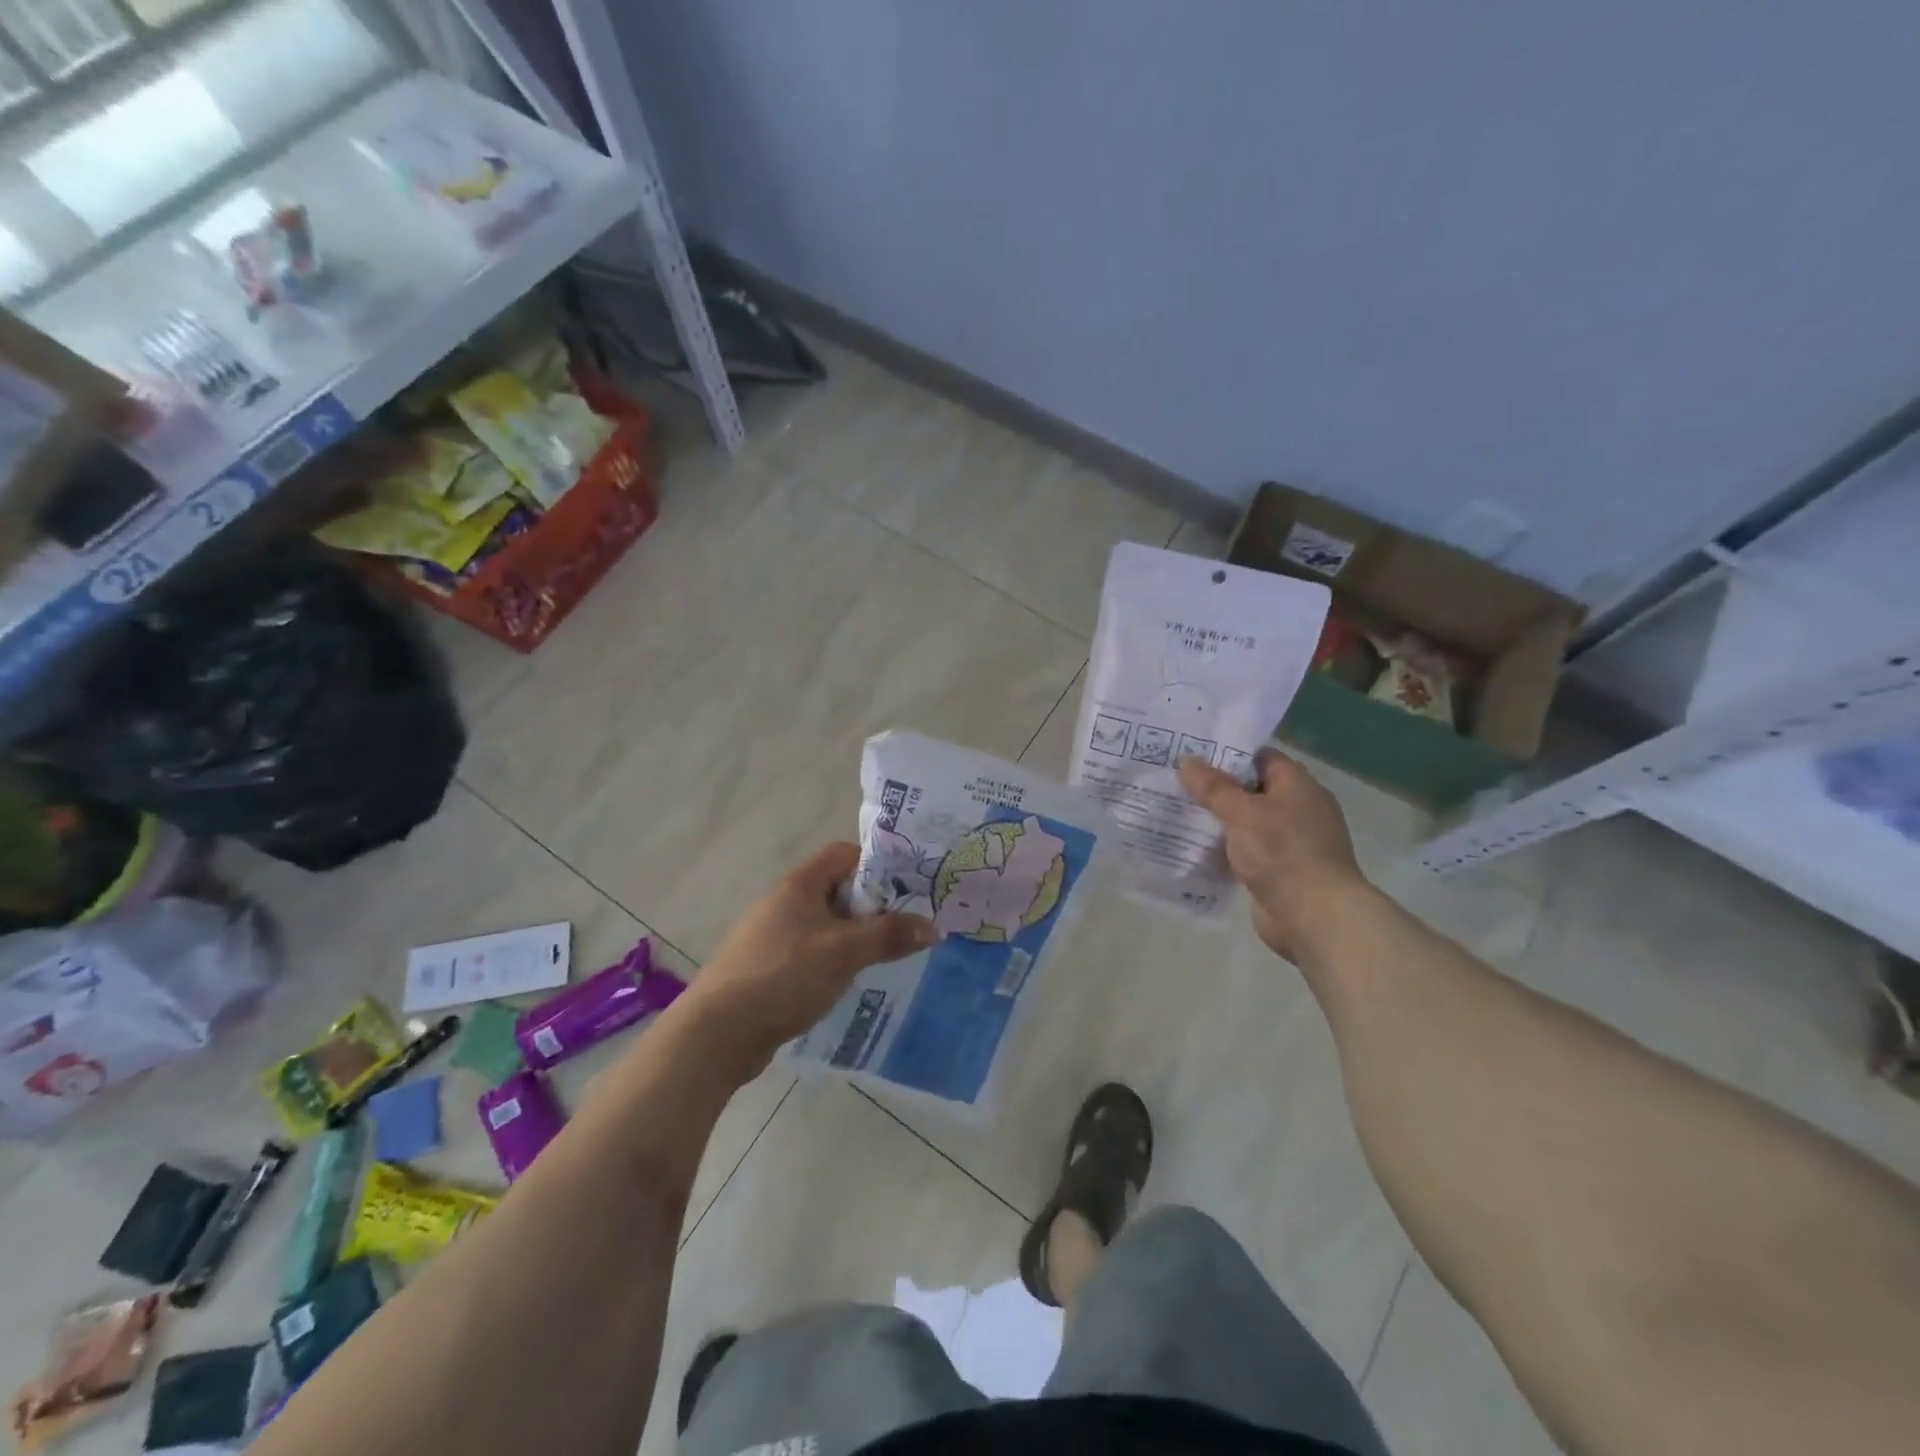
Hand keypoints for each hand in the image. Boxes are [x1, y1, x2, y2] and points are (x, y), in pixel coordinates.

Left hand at [682, 842, 936, 1072]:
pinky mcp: (770, 968)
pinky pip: (812, 952)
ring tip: (886, 956)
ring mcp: (774, 936)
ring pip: (826, 924)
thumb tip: (933, 927)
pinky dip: (834, 960)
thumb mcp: (844, 952)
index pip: (843, 854)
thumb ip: (889, 936)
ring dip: (854, 937)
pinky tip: (850, 982)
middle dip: (872, 906)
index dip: (876, 864)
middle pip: (838, 890)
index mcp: (799, 885)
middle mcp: (785, 903)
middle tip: (905, 926)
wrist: (717, 1033)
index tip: (906, 887)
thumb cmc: (782, 977)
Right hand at [1177, 748, 1370, 962]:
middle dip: (1218, 790)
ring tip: (1180, 816)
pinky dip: (1228, 851)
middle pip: (1253, 790)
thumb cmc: (1281, 852)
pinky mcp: (1283, 871)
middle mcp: (1299, 808)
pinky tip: (1198, 850)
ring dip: (1221, 823)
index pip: (1260, 758)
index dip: (1228, 755)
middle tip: (1178, 786)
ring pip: (1249, 823)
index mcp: (1298, 785)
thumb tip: (1186, 760)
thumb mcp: (1241, 813)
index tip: (1193, 757)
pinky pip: (1250, 852)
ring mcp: (1293, 842)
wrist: (1315, 916)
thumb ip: (1212, 787)